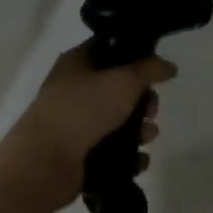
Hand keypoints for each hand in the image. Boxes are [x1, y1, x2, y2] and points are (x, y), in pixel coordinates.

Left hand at [0, 43, 176, 212]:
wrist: (43, 163)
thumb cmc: (82, 109)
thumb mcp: (123, 81)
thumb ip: (150, 69)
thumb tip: (169, 65)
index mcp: (77, 62)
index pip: (109, 49)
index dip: (134, 56)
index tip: (154, 69)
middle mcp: (74, 88)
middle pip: (117, 88)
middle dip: (141, 100)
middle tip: (151, 109)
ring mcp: (74, 123)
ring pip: (116, 121)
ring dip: (138, 129)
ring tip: (149, 137)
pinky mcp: (77, 154)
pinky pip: (110, 150)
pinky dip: (127, 156)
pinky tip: (140, 161)